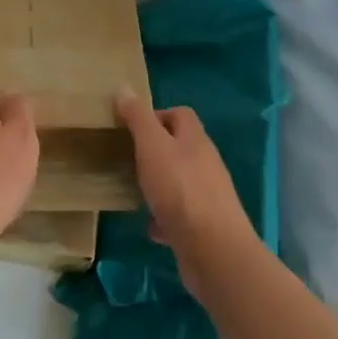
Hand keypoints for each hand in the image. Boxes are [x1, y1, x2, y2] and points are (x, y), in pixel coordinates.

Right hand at [115, 90, 256, 292]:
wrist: (213, 250)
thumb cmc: (180, 190)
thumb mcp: (152, 146)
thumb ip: (138, 118)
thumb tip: (124, 88)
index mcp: (195, 140)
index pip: (180, 114)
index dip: (155, 115)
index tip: (129, 128)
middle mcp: (205, 164)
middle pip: (180, 147)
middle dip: (153, 150)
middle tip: (125, 157)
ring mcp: (207, 196)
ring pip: (178, 181)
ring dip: (158, 184)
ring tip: (133, 189)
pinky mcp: (203, 226)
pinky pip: (179, 215)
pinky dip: (163, 217)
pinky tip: (149, 226)